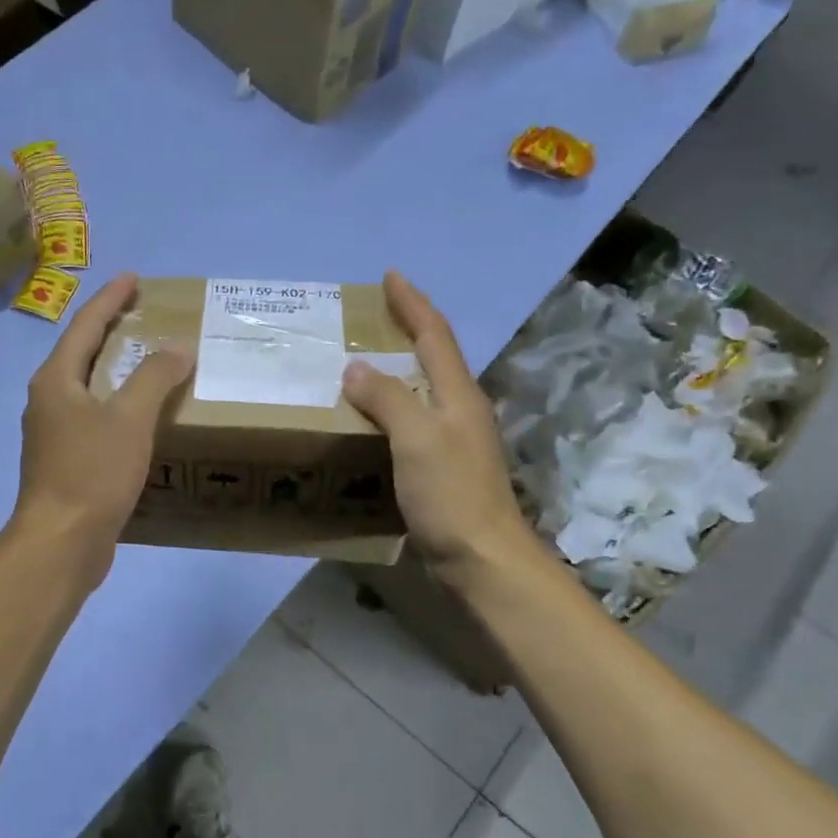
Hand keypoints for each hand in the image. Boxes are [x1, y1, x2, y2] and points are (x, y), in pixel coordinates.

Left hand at [14, 271, 191, 578]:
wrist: (61, 543)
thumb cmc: (92, 472)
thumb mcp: (130, 419)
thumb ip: (155, 378)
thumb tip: (178, 348)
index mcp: (57, 380)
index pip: (85, 325)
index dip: (110, 299)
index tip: (133, 278)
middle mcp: (49, 401)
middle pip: (83, 353)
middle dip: (113, 331)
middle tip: (145, 315)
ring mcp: (54, 434)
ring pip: (89, 389)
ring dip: (117, 371)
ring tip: (150, 361)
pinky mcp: (66, 463)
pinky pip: (96, 419)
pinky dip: (119, 406)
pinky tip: (142, 417)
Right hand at [342, 271, 536, 574]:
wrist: (481, 561)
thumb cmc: (451, 495)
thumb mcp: (416, 438)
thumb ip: (387, 398)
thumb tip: (356, 368)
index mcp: (458, 395)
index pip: (434, 334)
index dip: (413, 303)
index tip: (391, 276)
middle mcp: (459, 411)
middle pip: (431, 357)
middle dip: (403, 330)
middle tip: (365, 319)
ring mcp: (452, 441)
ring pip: (419, 391)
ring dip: (392, 371)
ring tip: (356, 364)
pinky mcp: (440, 469)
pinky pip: (409, 424)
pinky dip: (387, 410)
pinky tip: (365, 420)